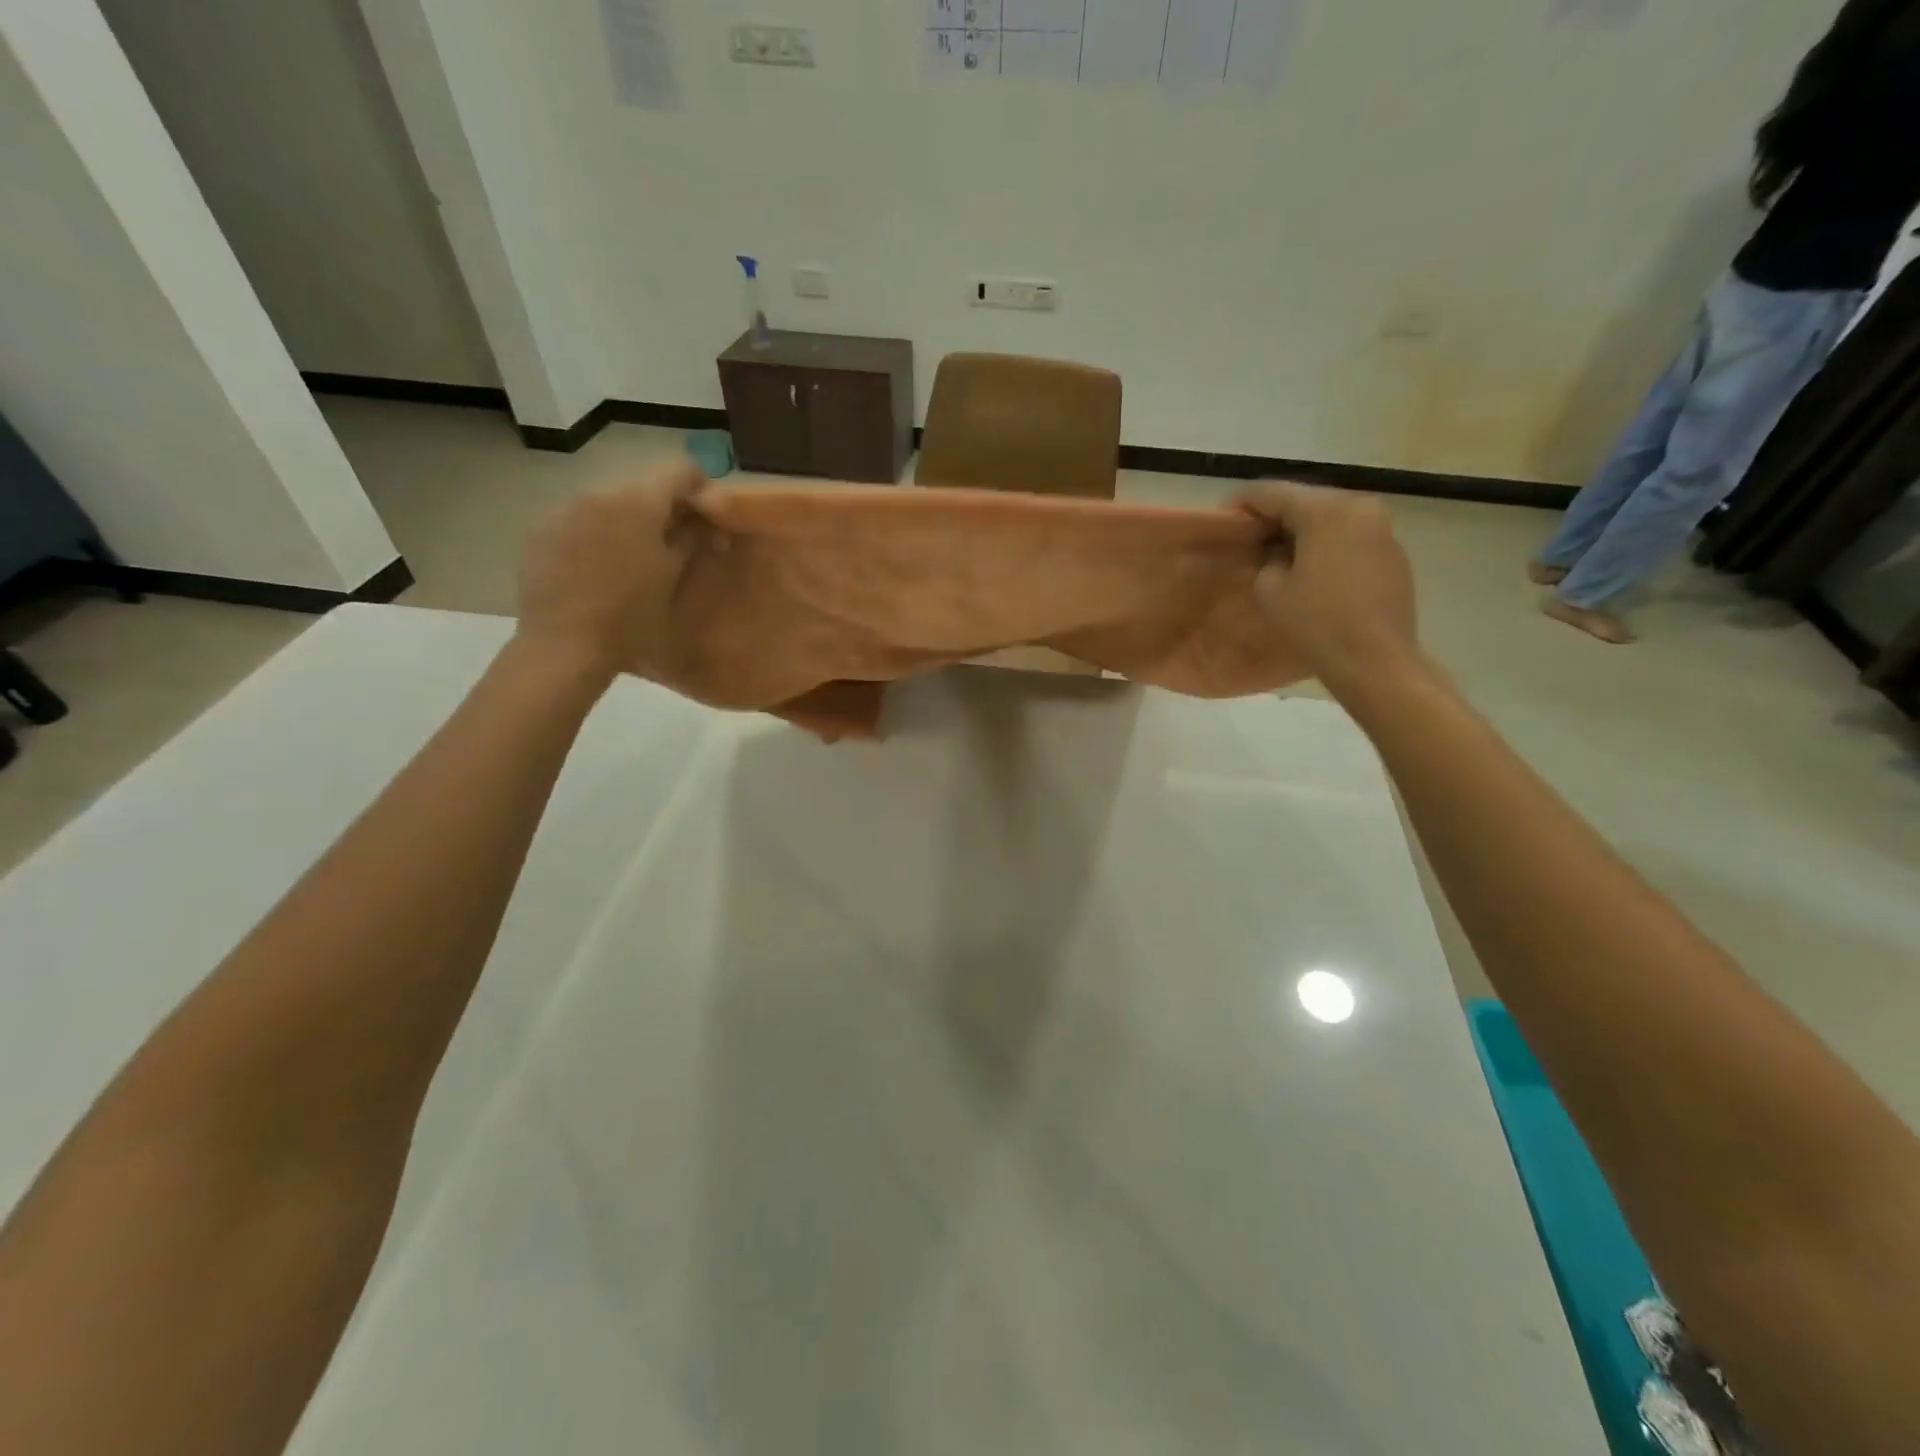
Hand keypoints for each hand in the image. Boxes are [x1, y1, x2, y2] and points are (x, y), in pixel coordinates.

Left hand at [515, 458, 707, 684]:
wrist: (565, 645)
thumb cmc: (631, 616)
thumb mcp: (672, 577)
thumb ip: (693, 538)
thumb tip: (709, 521)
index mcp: (638, 500)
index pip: (680, 470)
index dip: (701, 488)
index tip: (710, 517)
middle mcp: (599, 491)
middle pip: (643, 486)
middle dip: (664, 508)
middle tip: (678, 542)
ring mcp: (565, 509)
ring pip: (611, 503)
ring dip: (630, 521)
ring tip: (637, 558)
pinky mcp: (542, 531)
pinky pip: (581, 520)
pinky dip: (599, 534)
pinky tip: (602, 569)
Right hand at [1236, 482, 1420, 696]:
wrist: (1374, 659)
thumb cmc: (1316, 622)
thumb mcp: (1270, 589)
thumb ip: (1266, 559)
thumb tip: (1277, 553)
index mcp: (1326, 510)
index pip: (1273, 492)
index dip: (1243, 502)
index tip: (1223, 516)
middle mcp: (1359, 507)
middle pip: (1306, 500)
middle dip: (1275, 515)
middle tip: (1249, 535)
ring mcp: (1382, 529)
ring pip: (1330, 518)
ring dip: (1302, 530)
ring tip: (1278, 553)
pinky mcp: (1393, 553)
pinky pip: (1350, 537)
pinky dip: (1327, 545)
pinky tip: (1311, 568)